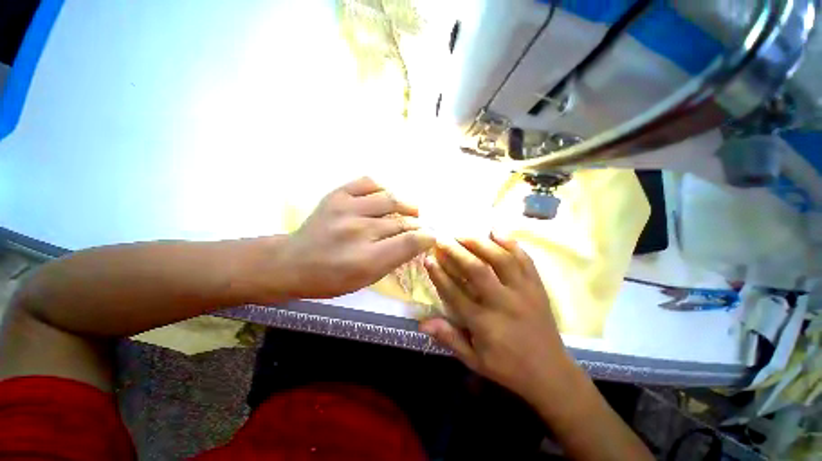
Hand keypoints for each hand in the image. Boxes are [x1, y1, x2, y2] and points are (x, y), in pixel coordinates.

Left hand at [275, 177, 434, 299]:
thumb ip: (394, 259)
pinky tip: (385, 198)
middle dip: (418, 225)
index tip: (431, 237)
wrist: (293, 262)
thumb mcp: (366, 279)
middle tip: (421, 227)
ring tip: (411, 210)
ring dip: (406, 205)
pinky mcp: (337, 195)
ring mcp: (346, 209)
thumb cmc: (331, 278)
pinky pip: (368, 182)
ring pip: (390, 199)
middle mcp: (358, 231)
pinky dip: (383, 189)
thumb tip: (417, 241)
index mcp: (366, 260)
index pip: (410, 242)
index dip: (427, 238)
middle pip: (402, 221)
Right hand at [420, 234, 574, 402]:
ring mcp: (524, 291)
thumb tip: (422, 323)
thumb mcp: (475, 361)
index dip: (439, 274)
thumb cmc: (508, 367)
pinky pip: (524, 259)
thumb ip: (449, 339)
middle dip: (457, 251)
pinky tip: (496, 231)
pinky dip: (510, 243)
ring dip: (480, 243)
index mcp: (485, 323)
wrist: (551, 373)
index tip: (428, 259)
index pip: (455, 293)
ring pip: (501, 259)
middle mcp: (504, 302)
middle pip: (477, 270)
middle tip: (443, 239)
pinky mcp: (537, 286)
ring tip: (463, 234)